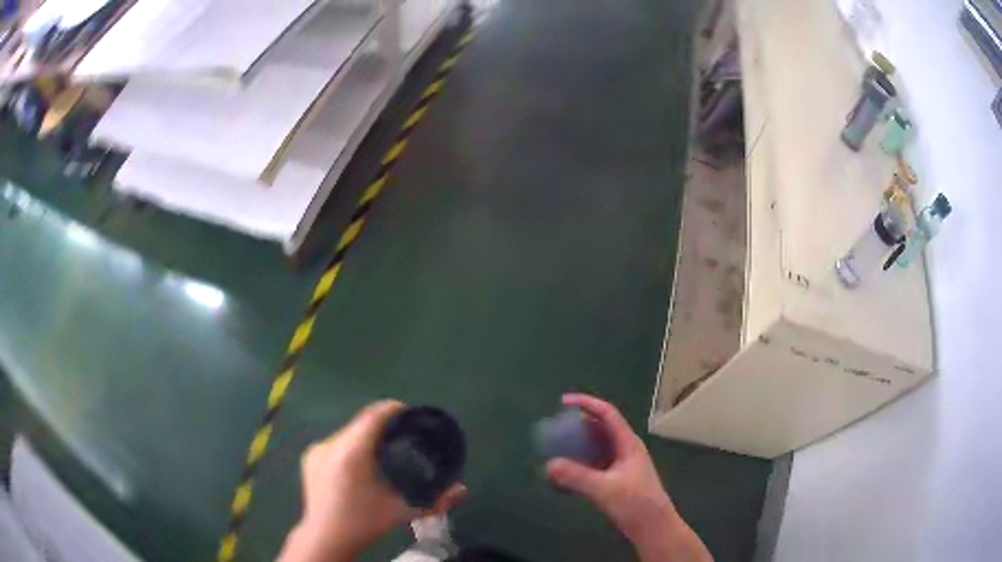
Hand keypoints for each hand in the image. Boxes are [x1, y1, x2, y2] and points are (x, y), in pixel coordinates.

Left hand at [279, 400, 465, 561]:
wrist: (324, 538)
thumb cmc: (363, 523)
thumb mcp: (400, 512)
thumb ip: (434, 500)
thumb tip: (463, 490)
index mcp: (351, 453)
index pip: (373, 416)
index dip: (393, 410)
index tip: (411, 414)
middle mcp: (330, 444)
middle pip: (361, 423)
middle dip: (382, 426)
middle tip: (402, 439)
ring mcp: (317, 450)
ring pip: (347, 433)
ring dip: (365, 437)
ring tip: (382, 454)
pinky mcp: (309, 457)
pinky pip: (335, 443)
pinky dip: (351, 447)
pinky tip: (359, 466)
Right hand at [545, 394, 711, 561]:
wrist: (654, 528)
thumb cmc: (636, 504)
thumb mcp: (605, 489)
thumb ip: (577, 477)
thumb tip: (549, 464)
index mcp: (628, 443)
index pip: (607, 414)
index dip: (586, 403)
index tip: (563, 402)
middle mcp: (625, 450)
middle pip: (600, 429)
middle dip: (578, 426)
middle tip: (555, 429)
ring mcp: (621, 466)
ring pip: (596, 448)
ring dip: (577, 447)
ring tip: (556, 451)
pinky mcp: (617, 480)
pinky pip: (594, 465)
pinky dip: (579, 465)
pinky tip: (565, 477)